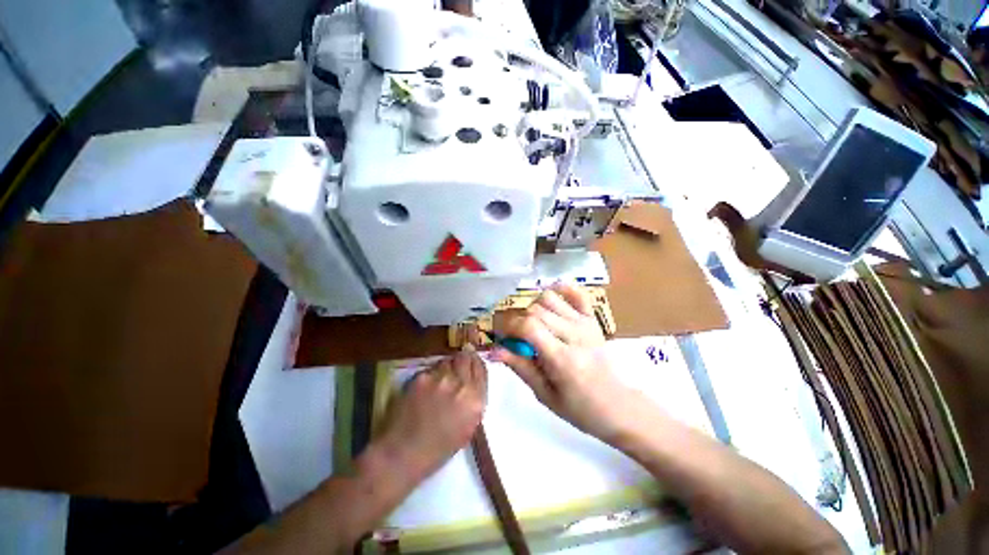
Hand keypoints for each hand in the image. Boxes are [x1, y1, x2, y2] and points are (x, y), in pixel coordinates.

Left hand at [376, 348, 487, 480]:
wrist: (404, 453)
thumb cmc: (439, 449)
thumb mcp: (468, 427)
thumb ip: (473, 401)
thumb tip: (471, 382)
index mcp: (475, 400)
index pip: (480, 368)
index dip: (476, 363)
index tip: (472, 362)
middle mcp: (460, 384)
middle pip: (465, 357)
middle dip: (462, 359)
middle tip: (458, 364)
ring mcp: (440, 378)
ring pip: (447, 360)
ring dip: (446, 366)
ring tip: (440, 379)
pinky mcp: (421, 377)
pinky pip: (430, 369)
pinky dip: (430, 374)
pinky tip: (425, 387)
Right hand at [492, 283, 643, 442]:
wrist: (618, 406)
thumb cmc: (579, 408)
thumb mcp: (543, 394)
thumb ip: (519, 366)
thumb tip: (492, 350)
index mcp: (562, 358)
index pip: (528, 327)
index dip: (507, 326)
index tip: (499, 335)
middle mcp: (574, 334)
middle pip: (535, 310)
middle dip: (517, 320)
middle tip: (514, 336)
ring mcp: (585, 323)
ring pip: (550, 297)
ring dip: (533, 307)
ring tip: (532, 324)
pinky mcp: (592, 319)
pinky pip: (576, 293)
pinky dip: (561, 289)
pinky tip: (551, 302)